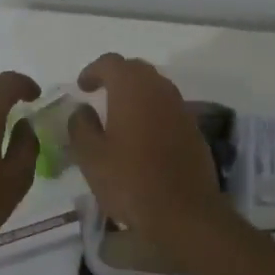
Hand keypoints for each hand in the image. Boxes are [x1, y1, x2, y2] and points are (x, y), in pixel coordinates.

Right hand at [68, 54, 234, 265]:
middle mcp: (159, 89)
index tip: (82, 87)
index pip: (110, 62)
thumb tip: (82, 110)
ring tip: (119, 114)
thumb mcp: (91, 157)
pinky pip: (168, 107)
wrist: (185, 212)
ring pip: (155, 87)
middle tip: (100, 94)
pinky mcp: (193, 128)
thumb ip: (81, 127)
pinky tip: (143, 135)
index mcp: (132, 88)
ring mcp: (180, 107)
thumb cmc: (130, 181)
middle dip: (116, 77)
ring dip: (136, 93)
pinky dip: (152, 111)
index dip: (93, 70)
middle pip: (135, 69)